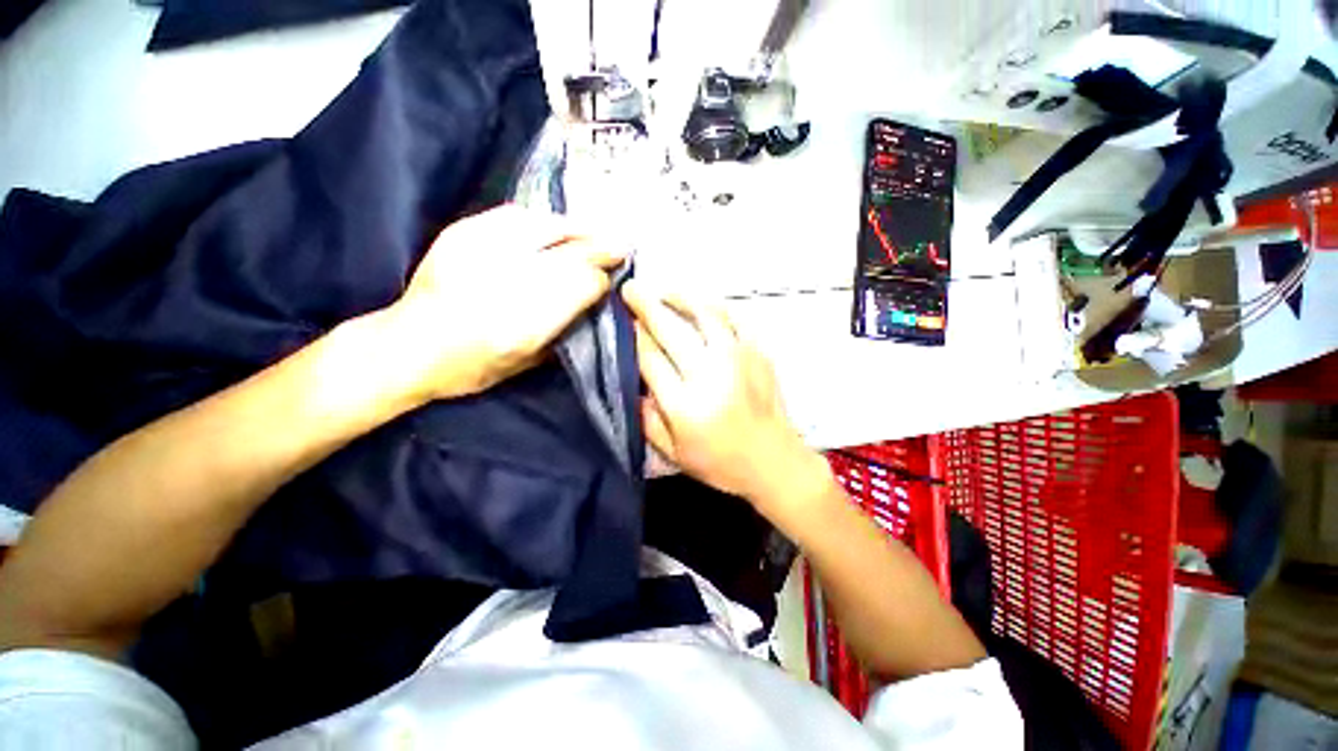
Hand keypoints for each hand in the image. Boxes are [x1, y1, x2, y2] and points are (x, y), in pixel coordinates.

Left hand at [385, 205, 623, 400]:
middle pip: (570, 253)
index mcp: (526, 321)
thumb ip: (564, 329)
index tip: (610, 281)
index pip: (581, 286)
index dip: (601, 281)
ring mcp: (482, 250)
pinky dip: (541, 220)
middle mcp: (508, 280)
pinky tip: (552, 227)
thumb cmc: (473, 367)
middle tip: (620, 245)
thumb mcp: (528, 361)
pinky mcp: (462, 233)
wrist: (408, 345)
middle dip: (600, 248)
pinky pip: (514, 216)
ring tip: (593, 232)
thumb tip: (592, 300)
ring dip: (576, 229)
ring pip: (546, 227)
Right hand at [623, 281, 823, 505]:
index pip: (650, 360)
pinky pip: (734, 319)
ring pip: (704, 314)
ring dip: (680, 298)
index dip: (634, 337)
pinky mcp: (758, 353)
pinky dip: (714, 308)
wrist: (774, 461)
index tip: (624, 323)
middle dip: (646, 306)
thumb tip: (635, 384)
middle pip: (671, 330)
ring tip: (664, 293)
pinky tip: (701, 306)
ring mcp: (738, 360)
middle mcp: (710, 376)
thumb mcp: (673, 454)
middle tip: (630, 290)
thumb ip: (647, 419)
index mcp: (685, 406)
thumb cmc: (720, 462)